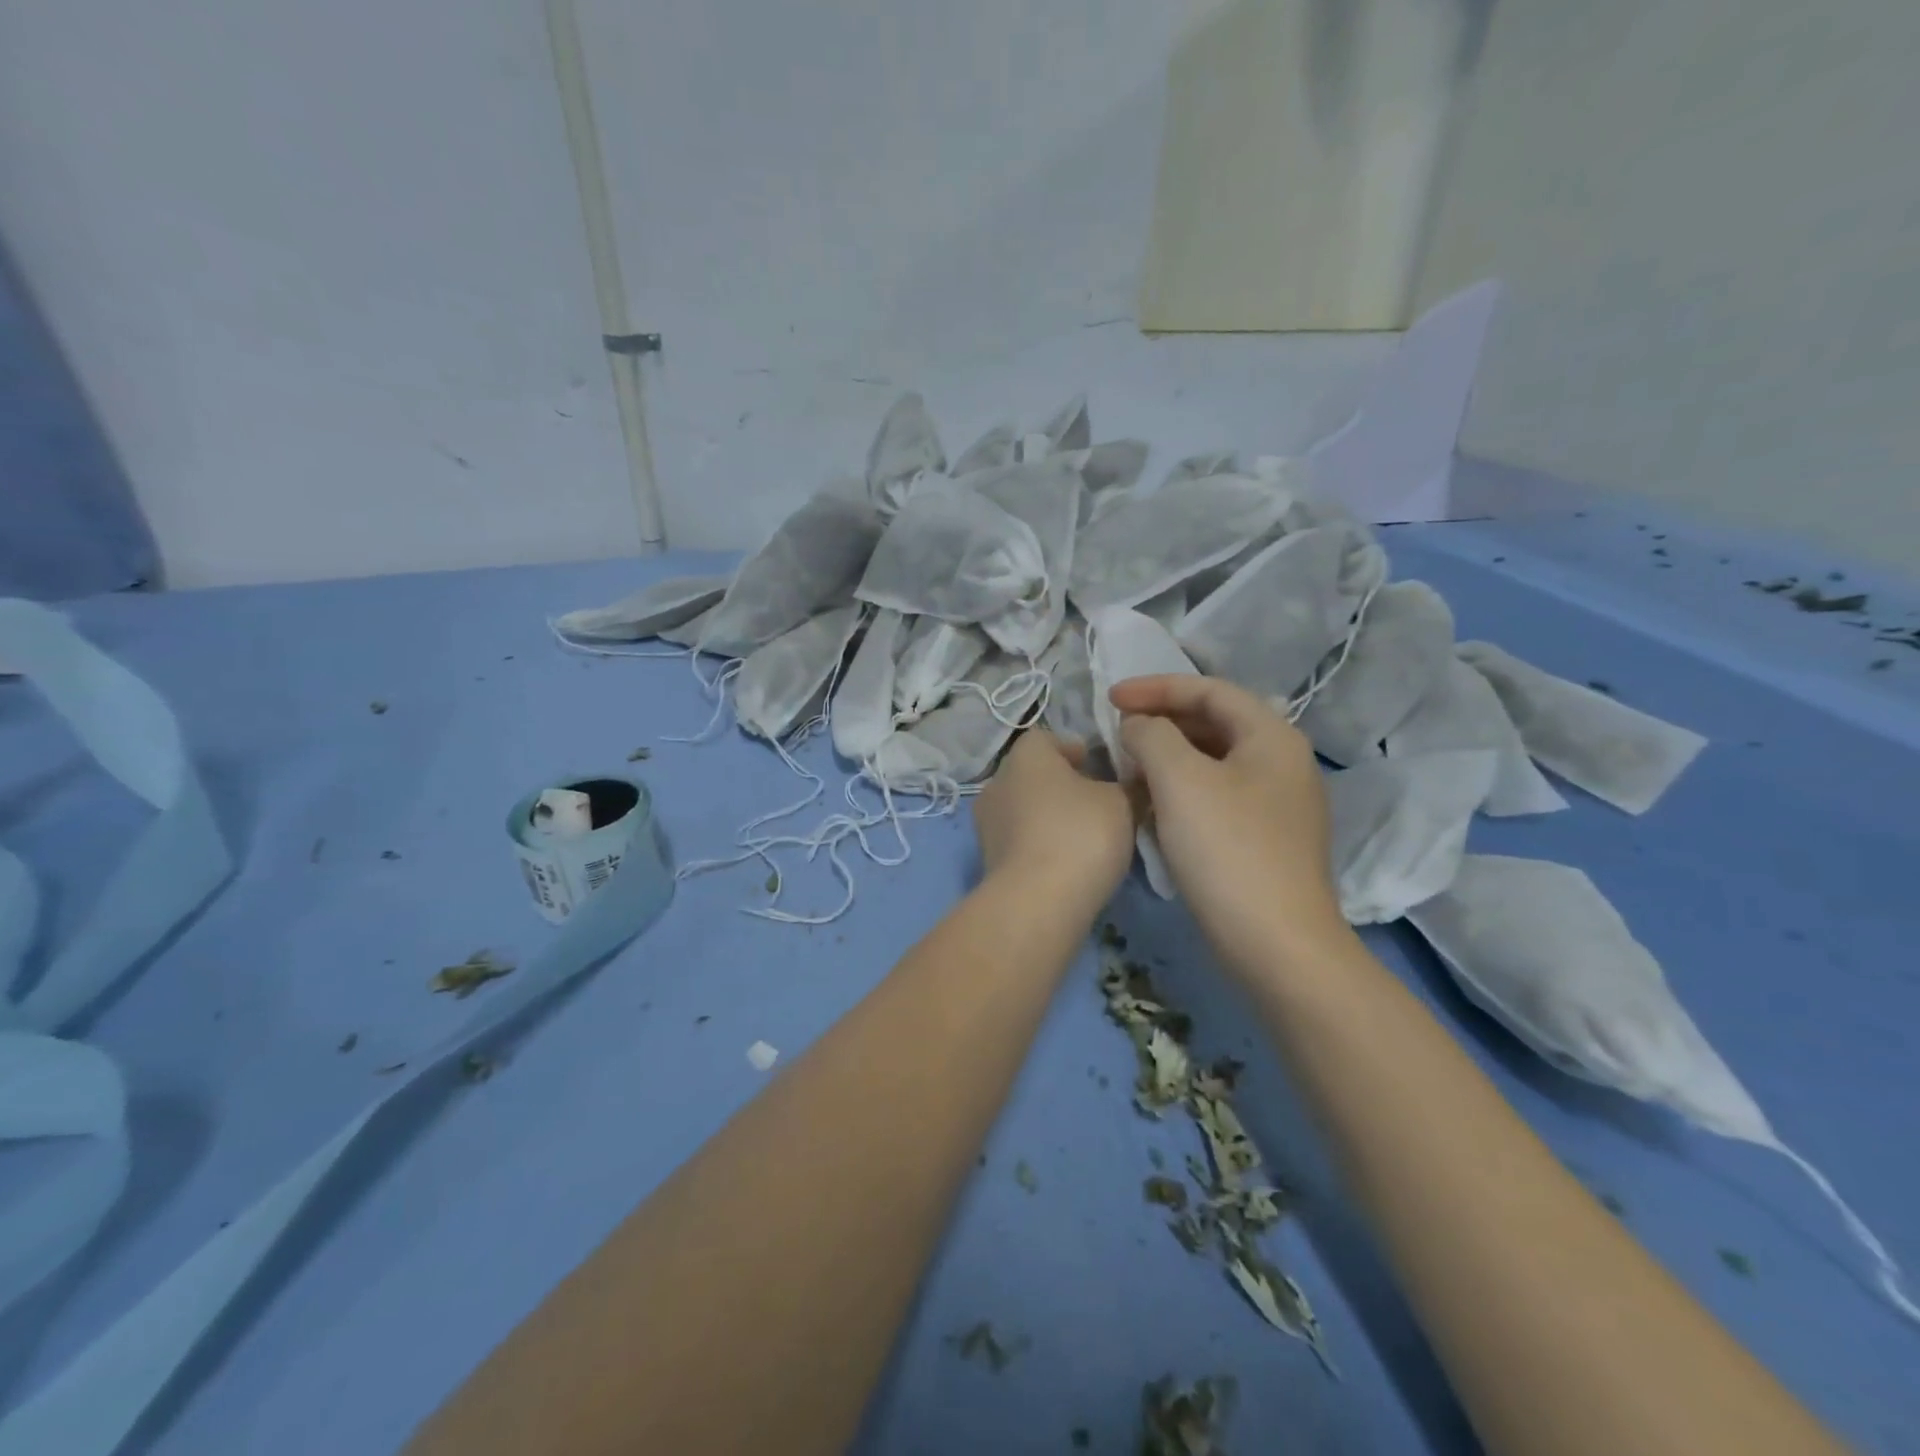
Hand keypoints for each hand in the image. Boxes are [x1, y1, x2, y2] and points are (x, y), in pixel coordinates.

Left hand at [973, 731, 1134, 911]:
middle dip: (1063, 786)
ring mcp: (987, 823)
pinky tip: (1067, 864)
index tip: (1102, 769)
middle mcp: (997, 781)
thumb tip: (1129, 783)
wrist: (1037, 902)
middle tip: (1099, 804)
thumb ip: (1126, 785)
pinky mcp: (988, 859)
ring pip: (1025, 809)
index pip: (1048, 739)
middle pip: (1035, 774)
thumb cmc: (1080, 834)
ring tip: (1086, 839)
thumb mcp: (1122, 802)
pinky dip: (1040, 845)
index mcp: (1025, 755)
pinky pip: (1020, 841)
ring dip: (1050, 817)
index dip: (1076, 750)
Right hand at [1109, 675, 1345, 970]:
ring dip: (1167, 757)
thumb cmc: (1227, 851)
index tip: (1109, 698)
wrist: (1276, 946)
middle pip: (1213, 723)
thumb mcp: (1180, 780)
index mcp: (1272, 737)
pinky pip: (1215, 795)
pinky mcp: (1263, 840)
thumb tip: (1138, 728)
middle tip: (1116, 733)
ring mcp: (1276, 805)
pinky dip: (1180, 790)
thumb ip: (1152, 736)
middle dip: (1160, 722)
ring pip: (1212, 762)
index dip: (1156, 687)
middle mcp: (1281, 763)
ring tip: (1127, 769)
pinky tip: (1151, 807)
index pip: (1209, 691)